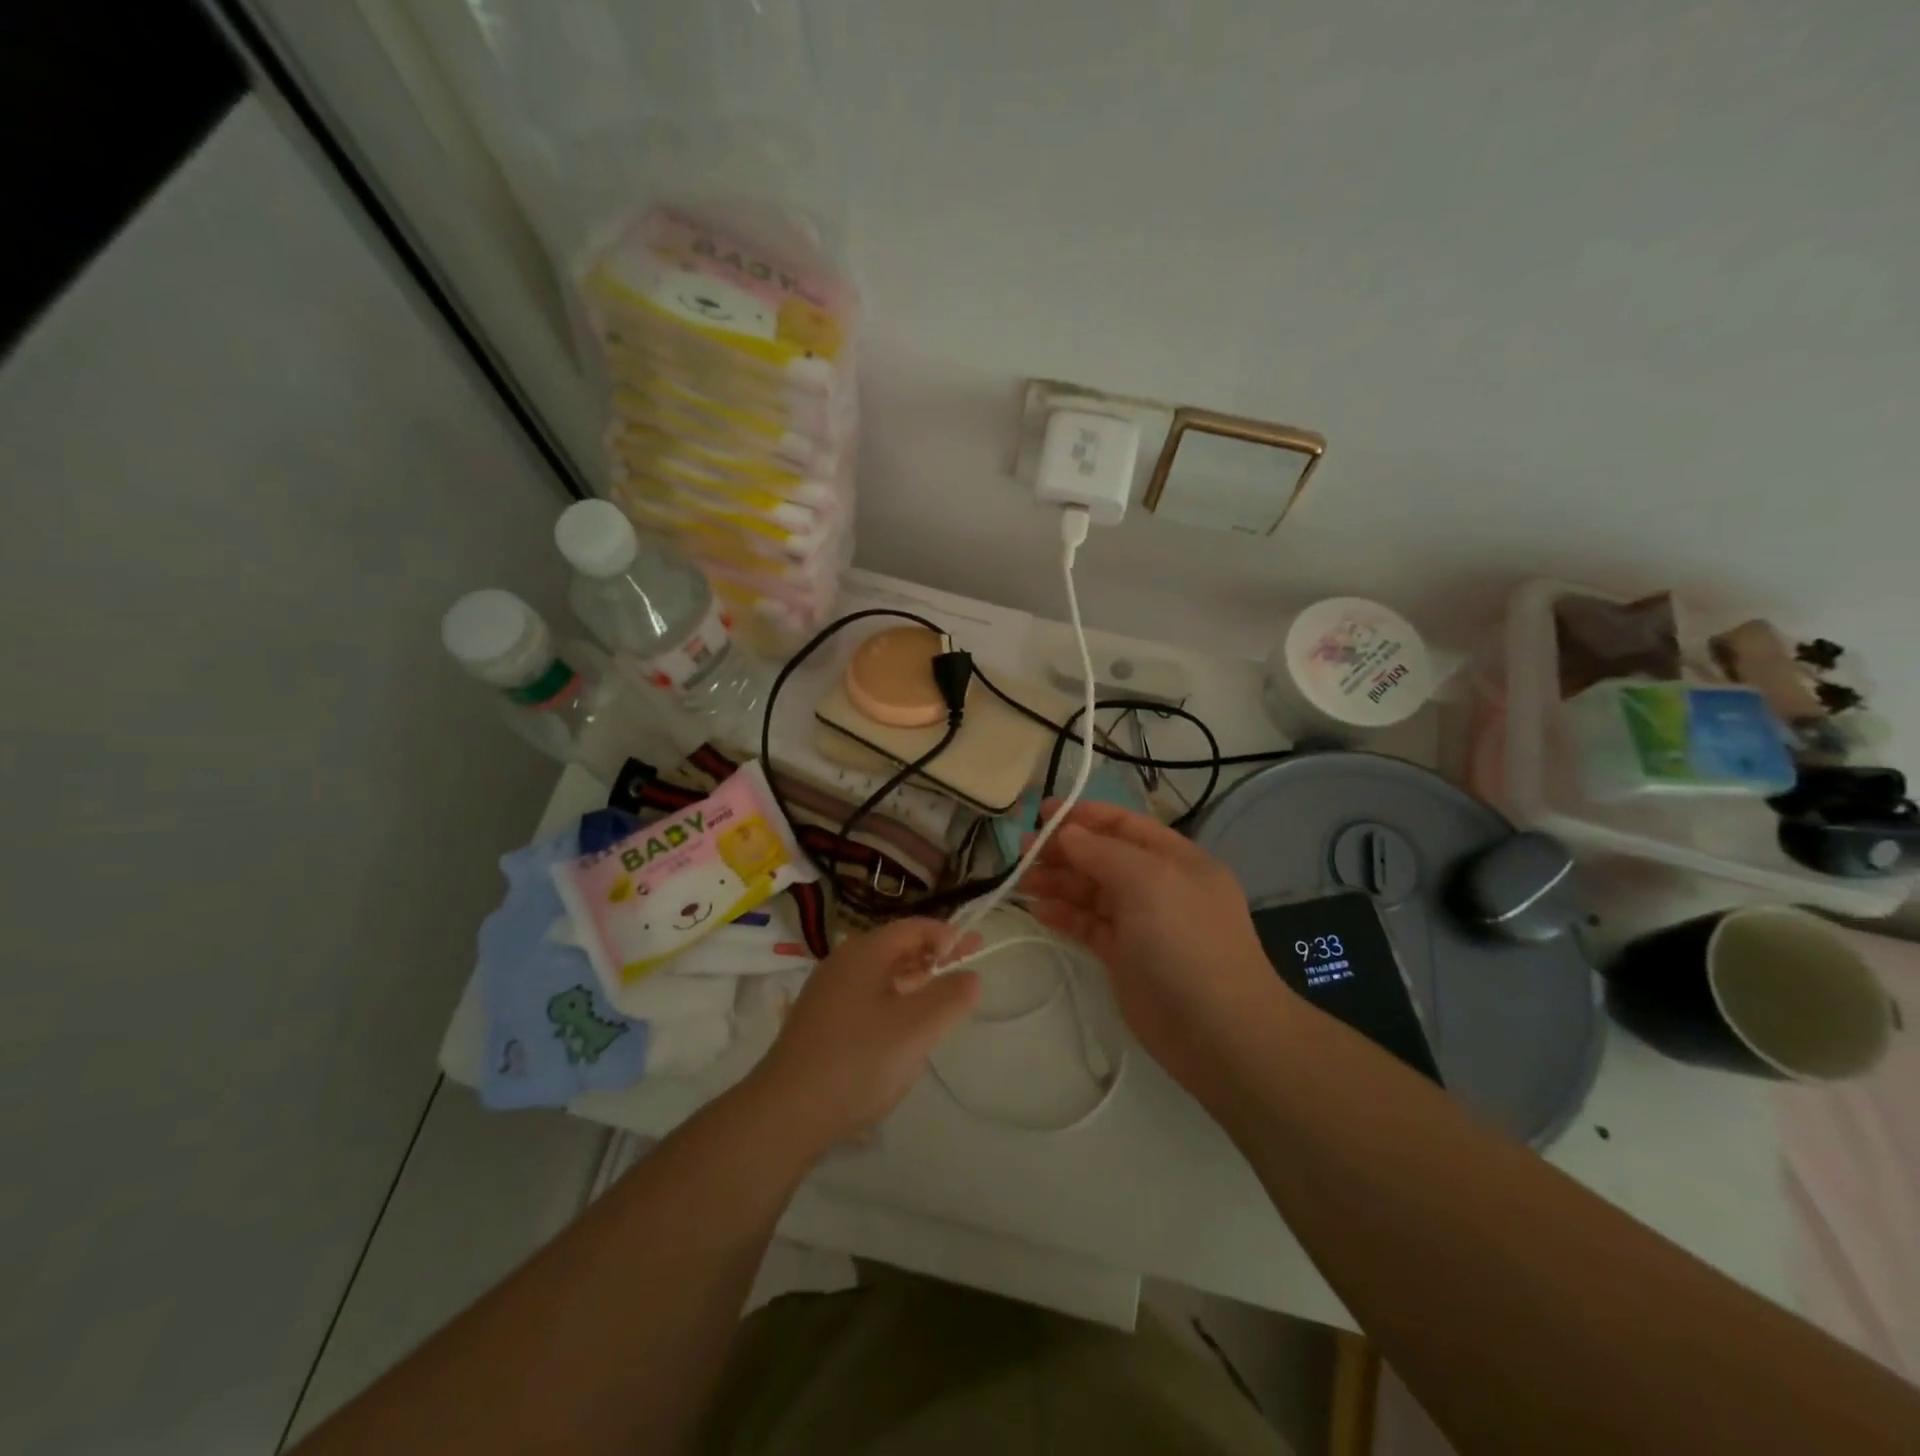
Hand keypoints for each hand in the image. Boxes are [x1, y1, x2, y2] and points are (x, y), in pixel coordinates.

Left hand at [749, 918, 980, 1152]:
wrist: (787, 1112)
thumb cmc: (859, 1060)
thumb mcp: (917, 1028)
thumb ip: (950, 997)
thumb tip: (970, 975)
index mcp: (865, 952)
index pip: (914, 927)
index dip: (948, 935)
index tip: (976, 950)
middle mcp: (842, 963)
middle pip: (896, 948)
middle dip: (933, 957)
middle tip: (966, 974)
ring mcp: (827, 993)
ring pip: (880, 976)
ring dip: (914, 981)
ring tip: (940, 1002)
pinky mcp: (819, 1022)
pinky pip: (865, 998)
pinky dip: (893, 1002)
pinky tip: (902, 1031)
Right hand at [1018, 799, 1289, 1103]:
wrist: (1218, 1032)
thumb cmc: (1186, 942)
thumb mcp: (1148, 882)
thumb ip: (1103, 852)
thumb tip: (1067, 833)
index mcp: (1176, 860)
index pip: (1126, 826)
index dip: (1086, 816)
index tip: (1043, 813)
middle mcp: (1160, 887)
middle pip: (1104, 857)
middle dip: (1065, 850)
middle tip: (1023, 851)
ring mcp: (1142, 924)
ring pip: (1093, 892)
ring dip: (1059, 882)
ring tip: (1022, 881)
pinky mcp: (1125, 958)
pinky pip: (1089, 926)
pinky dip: (1065, 915)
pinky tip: (1039, 910)